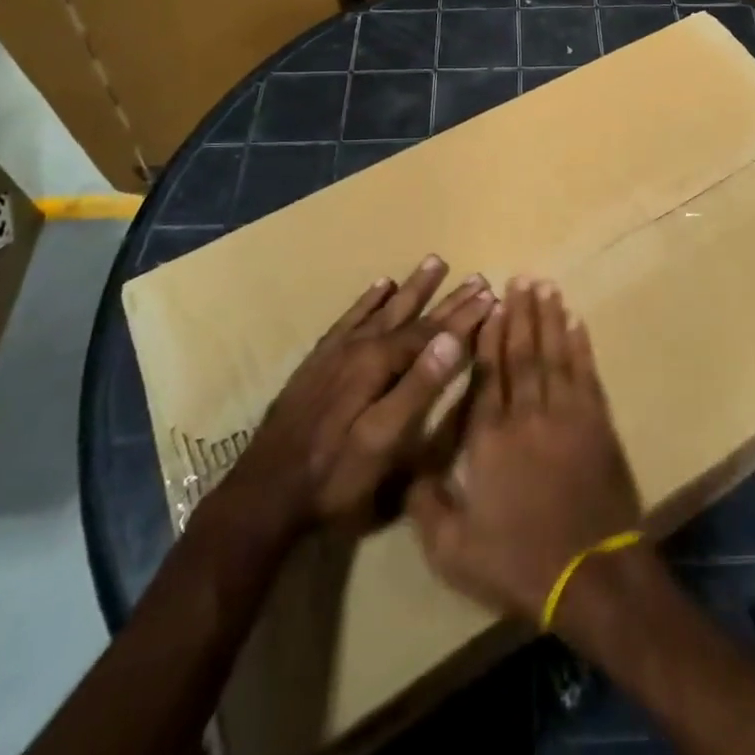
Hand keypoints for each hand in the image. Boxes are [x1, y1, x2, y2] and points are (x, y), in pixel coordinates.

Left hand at [218, 256, 493, 535]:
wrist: (263, 493)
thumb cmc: (333, 475)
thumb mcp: (383, 439)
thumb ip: (418, 387)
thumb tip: (452, 339)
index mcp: (378, 363)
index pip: (431, 333)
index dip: (463, 316)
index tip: (491, 294)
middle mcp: (359, 346)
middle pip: (411, 315)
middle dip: (446, 297)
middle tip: (475, 276)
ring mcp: (336, 351)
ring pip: (382, 309)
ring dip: (411, 288)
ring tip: (433, 262)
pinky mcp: (319, 360)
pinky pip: (350, 318)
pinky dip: (368, 300)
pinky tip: (380, 286)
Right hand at [408, 279, 642, 626]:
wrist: (592, 577)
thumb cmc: (519, 562)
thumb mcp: (454, 551)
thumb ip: (425, 507)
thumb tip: (405, 471)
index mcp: (490, 438)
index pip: (487, 374)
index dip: (488, 337)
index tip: (491, 305)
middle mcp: (527, 415)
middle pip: (522, 353)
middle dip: (520, 313)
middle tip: (520, 277)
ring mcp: (566, 415)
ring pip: (554, 354)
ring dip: (549, 318)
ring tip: (546, 286)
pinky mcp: (597, 423)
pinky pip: (586, 373)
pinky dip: (581, 345)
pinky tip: (577, 322)